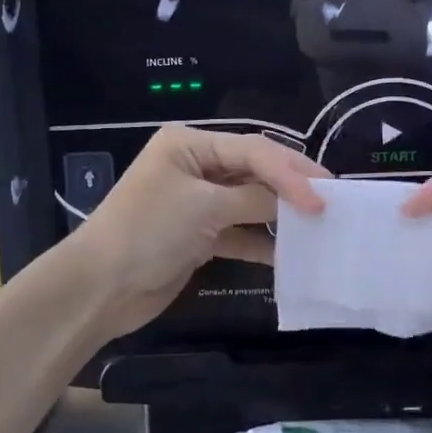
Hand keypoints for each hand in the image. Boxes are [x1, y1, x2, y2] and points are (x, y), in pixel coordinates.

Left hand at [67, 125, 327, 337]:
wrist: (100, 288)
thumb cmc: (148, 232)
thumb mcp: (204, 207)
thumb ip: (254, 200)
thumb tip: (297, 203)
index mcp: (190, 145)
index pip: (253, 150)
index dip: (290, 172)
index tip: (322, 198)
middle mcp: (195, 167)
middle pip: (254, 171)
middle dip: (290, 187)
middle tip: (331, 201)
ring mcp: (197, 203)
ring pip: (250, 203)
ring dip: (280, 215)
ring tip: (317, 226)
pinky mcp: (199, 236)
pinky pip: (239, 233)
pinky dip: (261, 243)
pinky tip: (289, 255)